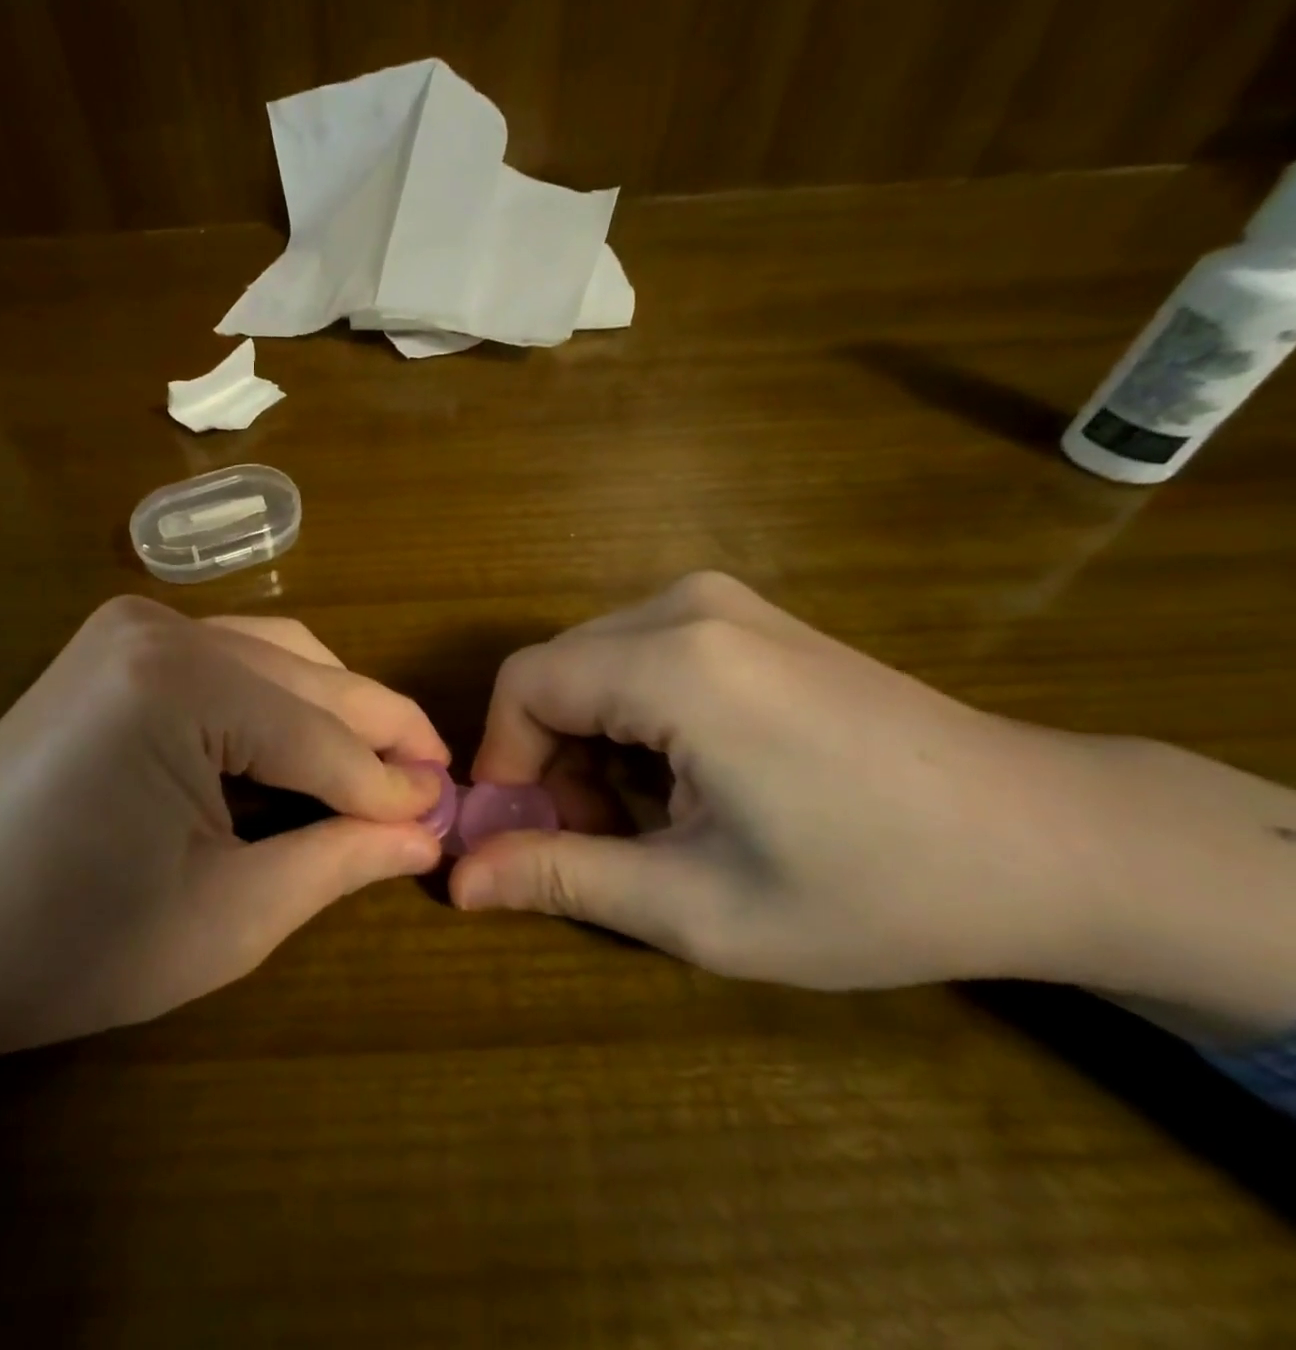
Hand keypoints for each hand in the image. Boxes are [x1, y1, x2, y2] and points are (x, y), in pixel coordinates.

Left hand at [0, 597, 445, 1170]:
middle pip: (307, 681)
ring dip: (335, 710)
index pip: (321, 739)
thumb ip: (337, 859)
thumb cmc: (71, 944)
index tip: (449, 817)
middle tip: (436, 785)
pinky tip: (304, 743)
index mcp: (179, 685)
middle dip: (378, 735)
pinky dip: (281, 699)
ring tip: (381, 767)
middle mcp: (161, 627)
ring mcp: (134, 624)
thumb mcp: (227, 916)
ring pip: (279, 656)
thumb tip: (426, 832)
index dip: (391, 786)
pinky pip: (233, 658)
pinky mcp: (119, 642)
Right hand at [452, 573, 1295, 1038]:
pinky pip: (640, 654)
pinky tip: (689, 774)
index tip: (525, 833)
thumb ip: (563, 878)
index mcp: (674, 663)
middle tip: (598, 839)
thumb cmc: (873, 886)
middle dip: (550, 757)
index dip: (503, 761)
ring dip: (592, 741)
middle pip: (556, 672)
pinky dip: (633, 717)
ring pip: (594, 665)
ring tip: (649, 817)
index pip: (523, 686)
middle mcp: (686, 605)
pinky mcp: (747, 615)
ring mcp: (722, 601)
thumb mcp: (699, 906)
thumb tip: (458, 879)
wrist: (1050, 840)